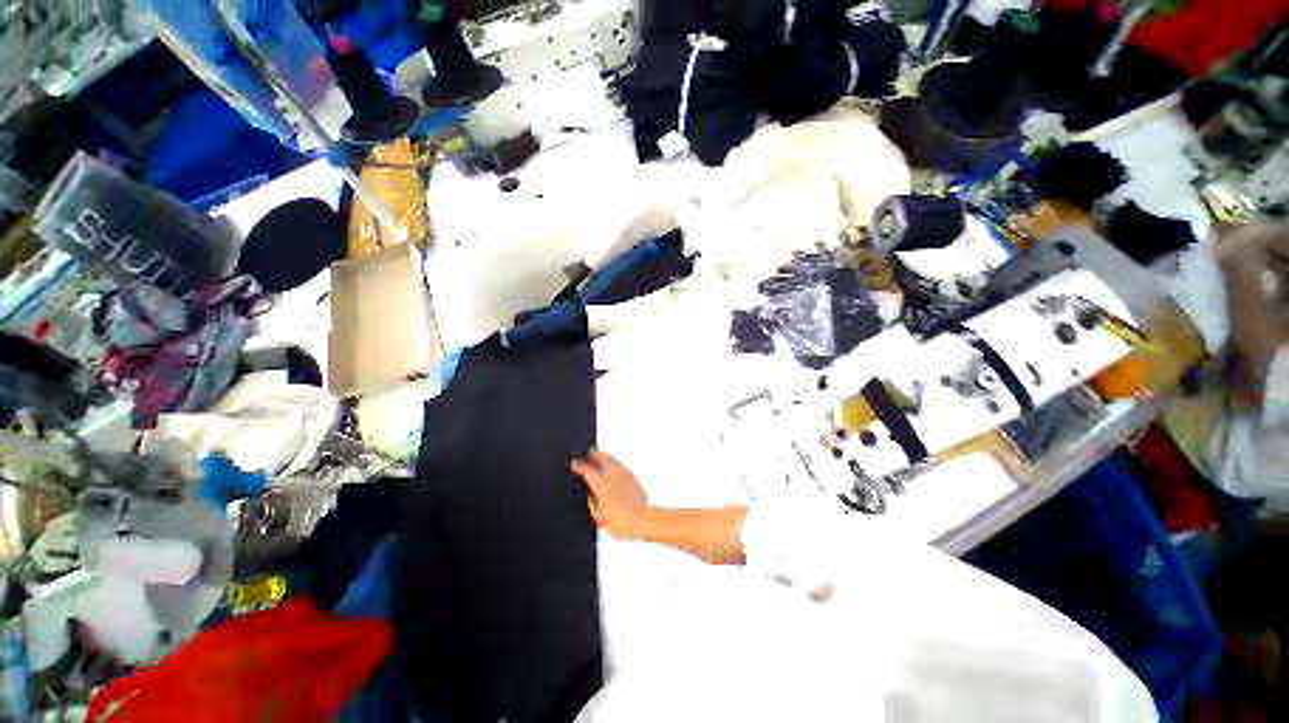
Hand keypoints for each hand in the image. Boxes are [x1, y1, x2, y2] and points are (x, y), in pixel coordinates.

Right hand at [571, 451, 651, 538]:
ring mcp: (625, 476)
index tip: (574, 463)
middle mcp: (614, 478)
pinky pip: (621, 465)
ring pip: (613, 460)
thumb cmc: (622, 522)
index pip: (589, 471)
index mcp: (603, 488)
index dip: (580, 466)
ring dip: (604, 457)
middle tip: (587, 454)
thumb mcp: (600, 518)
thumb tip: (588, 494)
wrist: (643, 521)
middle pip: (602, 460)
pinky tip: (612, 467)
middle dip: (593, 455)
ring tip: (598, 456)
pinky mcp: (633, 478)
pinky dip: (614, 463)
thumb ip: (593, 504)